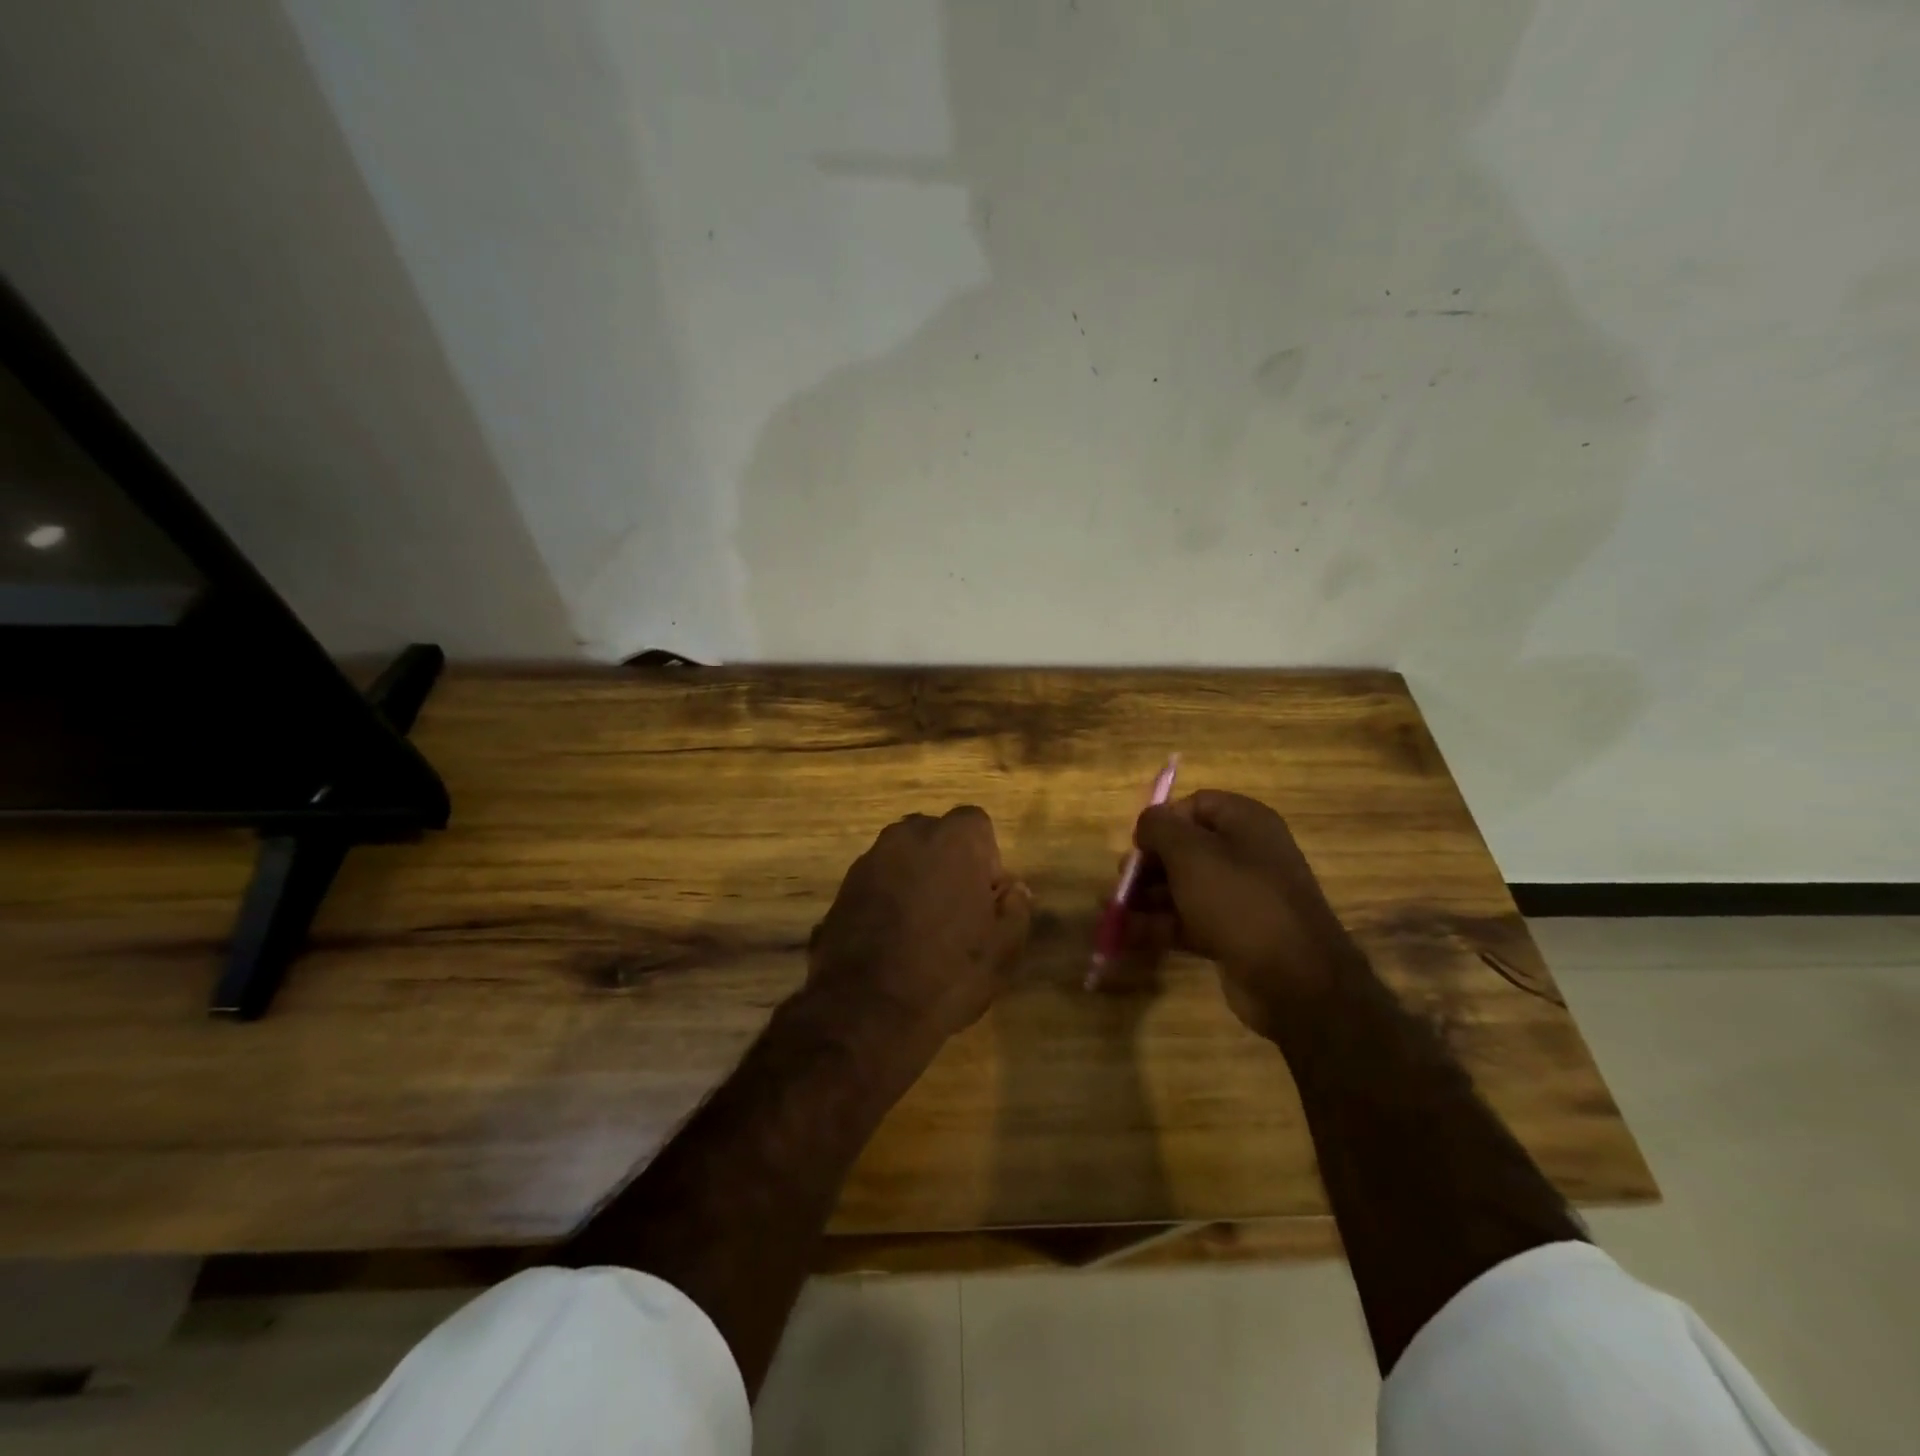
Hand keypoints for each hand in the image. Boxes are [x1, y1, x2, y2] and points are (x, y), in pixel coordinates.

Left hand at [804, 806, 1032, 1053]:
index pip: (977, 824)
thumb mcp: (1002, 950)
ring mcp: (870, 860)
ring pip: (905, 858)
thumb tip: (1013, 890)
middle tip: (957, 912)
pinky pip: (878, 881)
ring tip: (922, 929)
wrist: (865, 1010)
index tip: (985, 899)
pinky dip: (888, 898)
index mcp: (953, 840)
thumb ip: (1016, 909)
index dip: (986, 859)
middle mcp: (908, 836)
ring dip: (917, 880)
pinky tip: (893, 939)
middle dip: (949, 864)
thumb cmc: (948, 974)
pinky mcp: (843, 887)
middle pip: (937, 836)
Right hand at [1122, 790, 1363, 1034]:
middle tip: (1121, 882)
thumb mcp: (1191, 854)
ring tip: (1112, 912)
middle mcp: (1246, 854)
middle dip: (1148, 864)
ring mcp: (1241, 897)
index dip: (1163, 821)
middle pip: (1185, 848)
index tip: (1138, 844)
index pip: (1196, 805)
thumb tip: (1148, 822)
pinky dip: (1158, 926)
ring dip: (1145, 898)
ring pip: (1183, 887)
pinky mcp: (1233, 934)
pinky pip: (1188, 921)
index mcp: (1246, 823)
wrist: (1294, 980)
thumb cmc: (1239, 901)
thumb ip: (1160, 828)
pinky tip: (1126, 936)